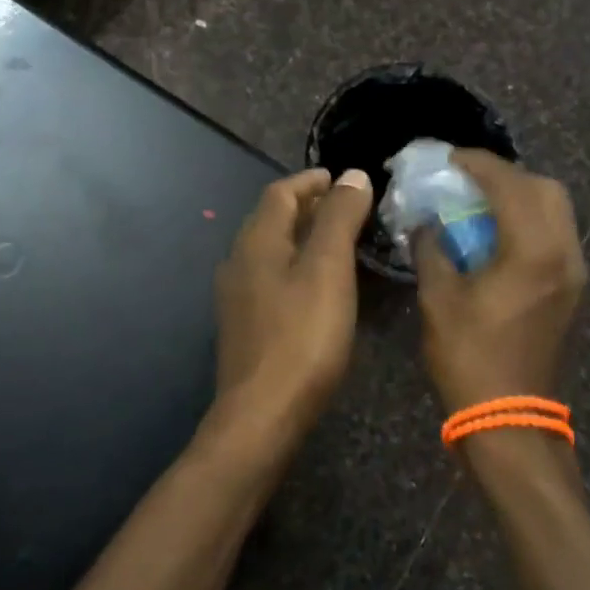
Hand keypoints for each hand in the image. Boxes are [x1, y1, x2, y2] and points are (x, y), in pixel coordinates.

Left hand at [214, 167, 374, 431]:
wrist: (262, 414)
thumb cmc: (302, 336)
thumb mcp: (328, 269)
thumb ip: (339, 218)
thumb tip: (352, 175)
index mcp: (257, 241)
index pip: (280, 192)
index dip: (311, 180)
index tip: (342, 178)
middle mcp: (239, 261)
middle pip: (272, 219)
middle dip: (308, 206)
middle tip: (347, 207)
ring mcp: (237, 296)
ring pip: (271, 250)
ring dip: (302, 236)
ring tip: (338, 241)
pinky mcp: (244, 325)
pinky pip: (271, 277)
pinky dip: (296, 265)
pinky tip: (318, 285)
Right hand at [415, 149, 585, 415]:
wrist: (510, 419)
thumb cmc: (469, 357)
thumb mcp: (437, 298)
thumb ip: (431, 248)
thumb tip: (425, 221)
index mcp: (532, 251)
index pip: (509, 184)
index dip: (477, 163)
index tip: (449, 158)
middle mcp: (564, 253)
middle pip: (545, 188)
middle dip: (506, 175)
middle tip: (468, 180)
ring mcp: (574, 273)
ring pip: (556, 211)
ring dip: (521, 196)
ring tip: (481, 202)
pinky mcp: (573, 290)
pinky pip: (556, 235)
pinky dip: (530, 221)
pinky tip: (497, 234)